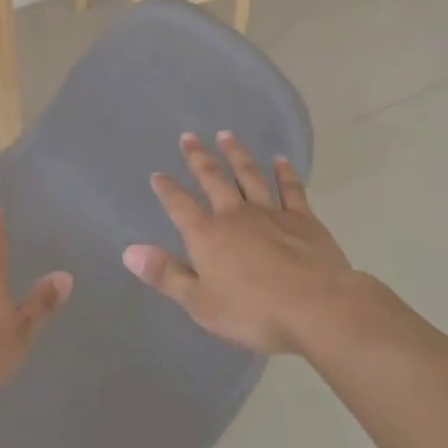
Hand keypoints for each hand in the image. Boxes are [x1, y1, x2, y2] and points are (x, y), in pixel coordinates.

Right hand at [124, 132, 358, 355]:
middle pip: (212, 180)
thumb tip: (129, 251)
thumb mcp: (201, 303)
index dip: (167, 190)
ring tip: (226, 135)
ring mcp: (270, 213)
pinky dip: (284, 173)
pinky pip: (290, 189)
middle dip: (199, 158)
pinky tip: (280, 160)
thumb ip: (166, 275)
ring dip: (236, 155)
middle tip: (189, 137)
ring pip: (248, 176)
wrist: (318, 308)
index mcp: (207, 235)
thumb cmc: (254, 312)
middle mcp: (234, 215)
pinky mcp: (302, 219)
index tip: (158, 174)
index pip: (180, 205)